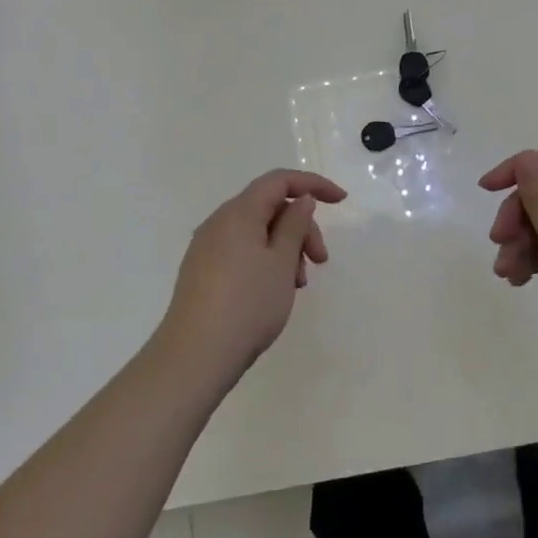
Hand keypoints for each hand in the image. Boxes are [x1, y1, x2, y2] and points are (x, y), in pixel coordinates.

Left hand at [157, 169, 346, 383]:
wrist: (196, 356)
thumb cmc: (247, 304)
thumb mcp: (282, 262)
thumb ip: (294, 224)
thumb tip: (300, 199)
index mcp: (238, 212)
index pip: (279, 180)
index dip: (313, 184)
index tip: (341, 201)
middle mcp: (218, 222)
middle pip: (269, 207)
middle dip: (301, 226)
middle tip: (320, 260)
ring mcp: (207, 248)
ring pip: (257, 231)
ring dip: (286, 248)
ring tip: (298, 284)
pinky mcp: (203, 271)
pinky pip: (242, 250)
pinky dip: (267, 260)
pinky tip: (276, 289)